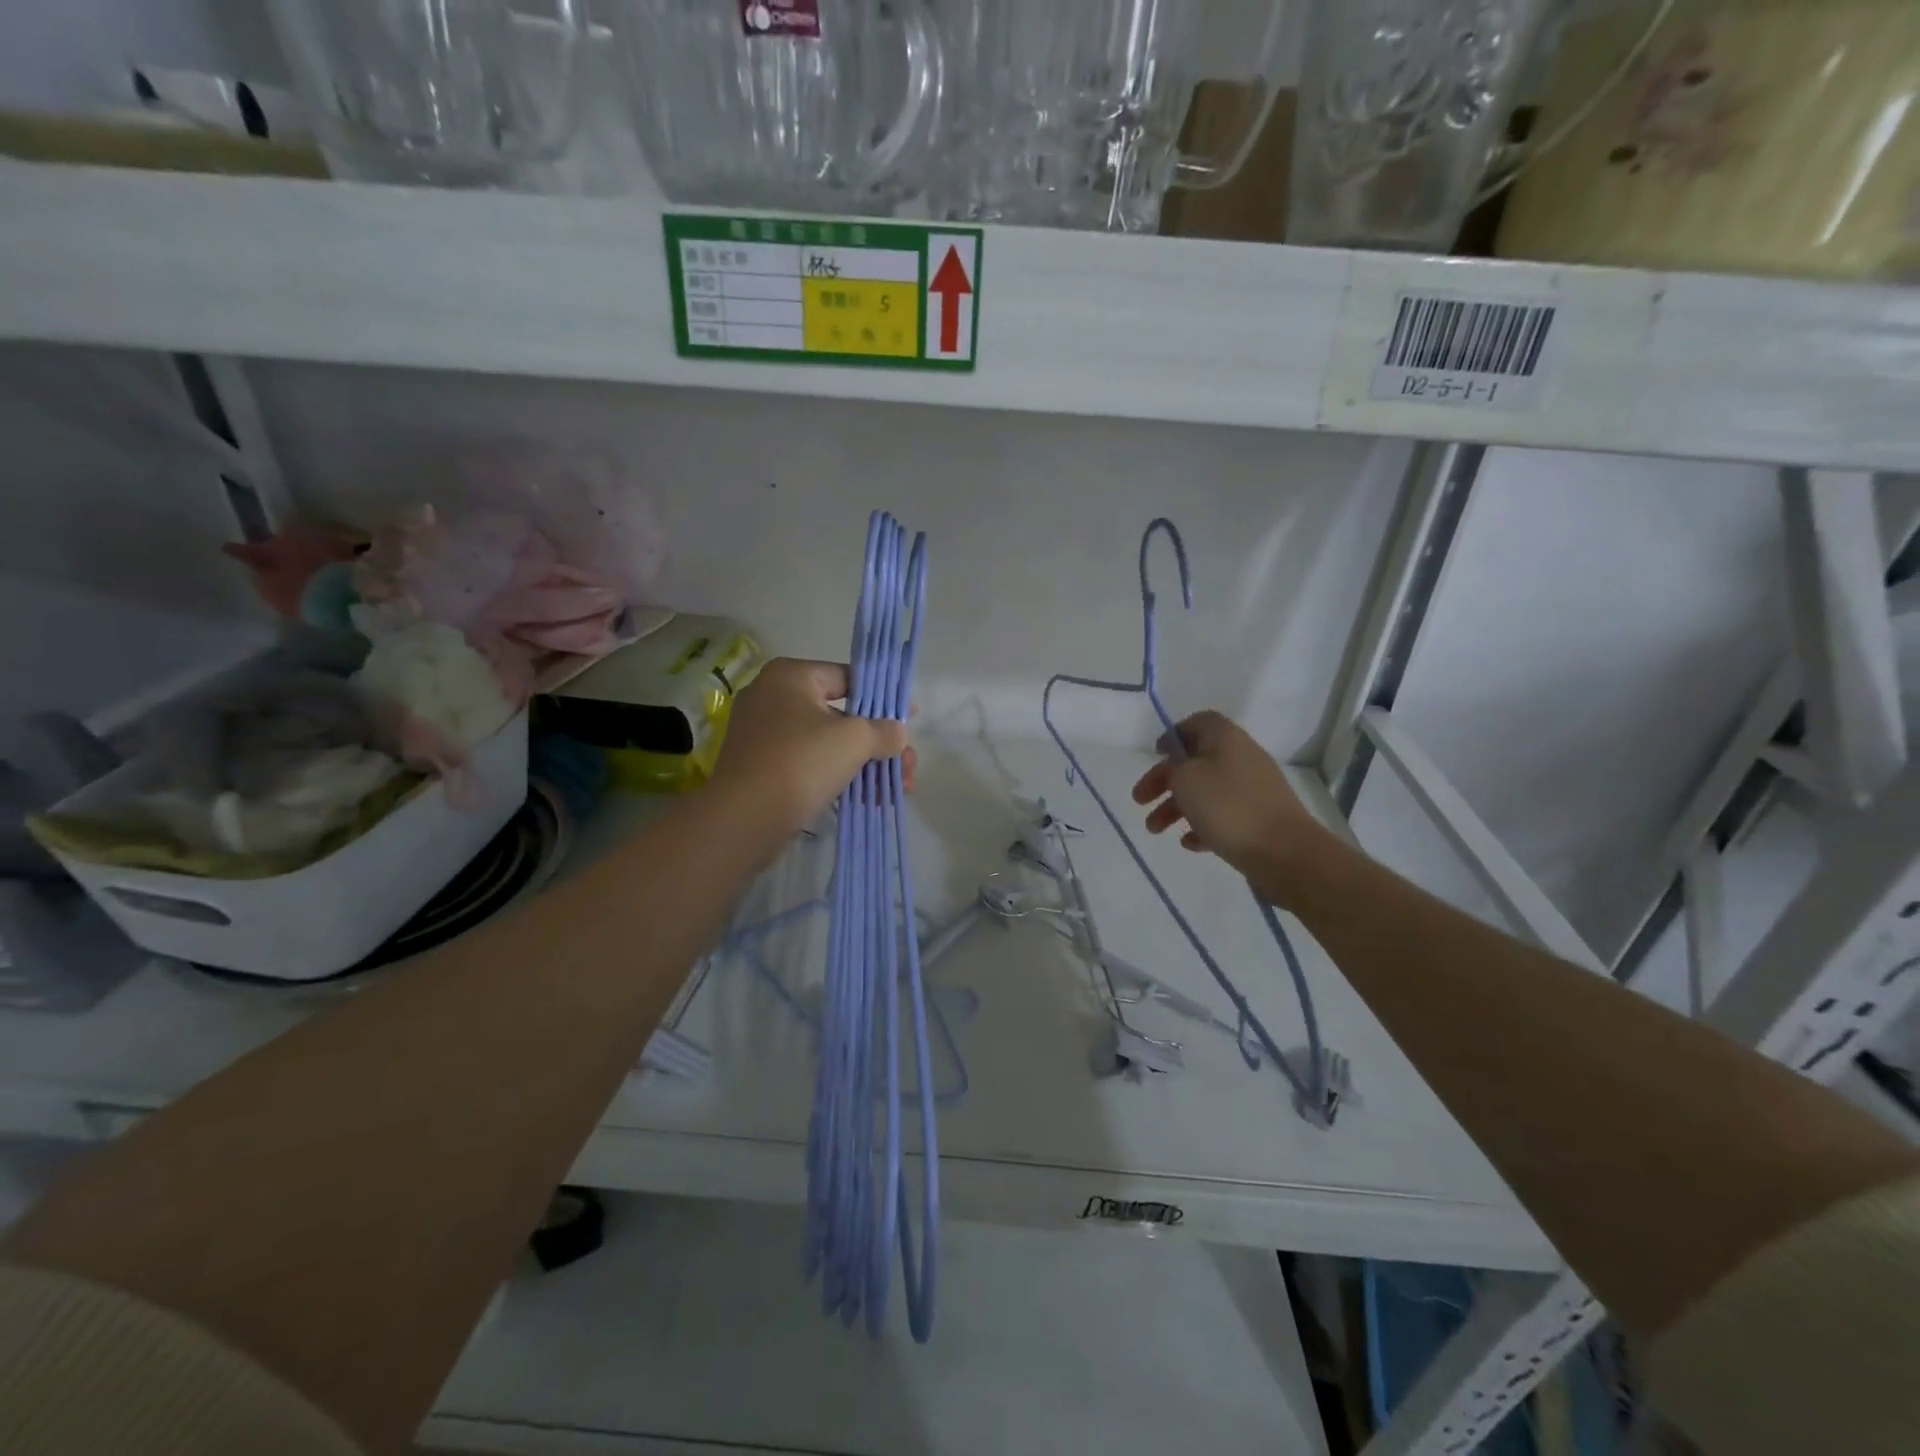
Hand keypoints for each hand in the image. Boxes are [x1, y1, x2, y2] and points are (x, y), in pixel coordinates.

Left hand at [710, 658, 910, 836]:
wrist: (743, 819)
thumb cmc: (800, 762)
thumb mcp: (853, 740)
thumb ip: (883, 731)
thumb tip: (898, 733)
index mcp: (790, 677)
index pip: (847, 677)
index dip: (882, 698)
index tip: (909, 716)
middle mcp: (773, 698)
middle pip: (841, 715)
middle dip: (879, 741)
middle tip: (908, 763)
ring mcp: (765, 735)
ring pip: (828, 744)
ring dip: (866, 764)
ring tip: (900, 787)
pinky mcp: (764, 769)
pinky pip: (811, 765)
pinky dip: (841, 777)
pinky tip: (872, 798)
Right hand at [1130, 710, 1333, 904]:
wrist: (1285, 852)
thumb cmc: (1229, 807)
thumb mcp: (1186, 779)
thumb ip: (1173, 766)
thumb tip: (1177, 765)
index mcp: (1226, 739)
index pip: (1198, 723)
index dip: (1174, 735)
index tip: (1155, 754)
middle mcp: (1241, 759)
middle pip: (1196, 761)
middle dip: (1164, 780)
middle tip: (1139, 801)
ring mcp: (1253, 791)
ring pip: (1206, 792)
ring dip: (1176, 808)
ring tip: (1155, 830)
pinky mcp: (1258, 820)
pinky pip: (1223, 816)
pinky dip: (1202, 826)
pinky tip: (1188, 843)